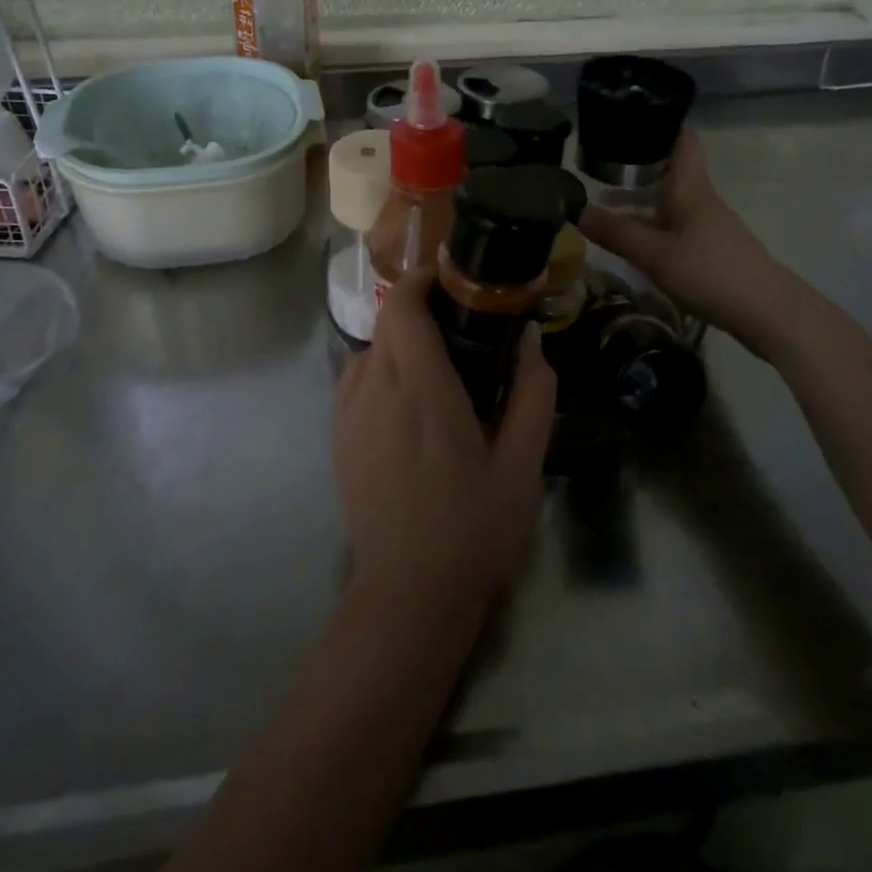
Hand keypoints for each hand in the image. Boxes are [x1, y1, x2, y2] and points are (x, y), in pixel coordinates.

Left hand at [333, 267, 556, 612]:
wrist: (409, 594)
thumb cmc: (474, 528)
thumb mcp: (522, 465)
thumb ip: (531, 393)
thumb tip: (532, 337)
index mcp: (422, 390)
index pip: (402, 306)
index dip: (421, 279)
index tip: (452, 278)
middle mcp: (376, 390)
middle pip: (386, 321)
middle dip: (419, 308)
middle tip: (461, 324)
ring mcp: (349, 414)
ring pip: (370, 349)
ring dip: (401, 342)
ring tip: (437, 367)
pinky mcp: (338, 437)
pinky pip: (356, 380)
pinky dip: (382, 370)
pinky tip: (409, 405)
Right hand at [580, 125, 796, 355]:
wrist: (769, 313)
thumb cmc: (711, 273)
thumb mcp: (655, 255)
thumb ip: (617, 234)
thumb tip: (578, 211)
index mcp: (690, 189)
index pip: (681, 140)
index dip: (660, 123)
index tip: (630, 118)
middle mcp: (700, 200)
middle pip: (669, 171)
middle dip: (636, 166)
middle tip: (599, 165)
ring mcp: (708, 225)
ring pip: (669, 201)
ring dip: (639, 200)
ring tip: (604, 206)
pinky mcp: (710, 249)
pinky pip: (674, 226)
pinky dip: (650, 224)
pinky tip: (632, 241)